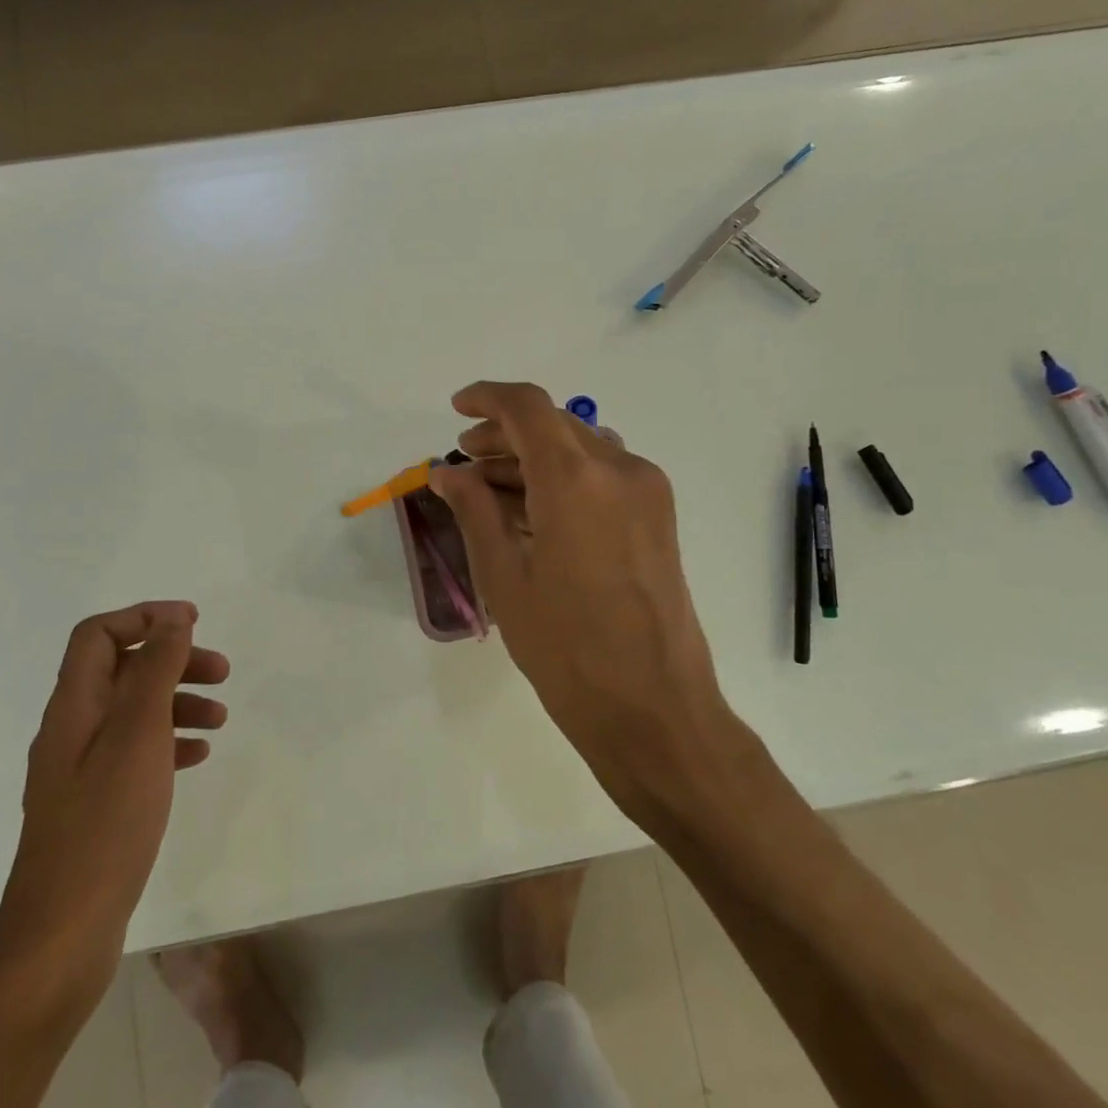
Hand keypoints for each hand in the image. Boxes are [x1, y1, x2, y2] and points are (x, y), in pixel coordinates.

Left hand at [0, 601, 227, 999]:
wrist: (64, 931)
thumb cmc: (106, 822)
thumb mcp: (138, 733)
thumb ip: (156, 669)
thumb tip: (173, 618)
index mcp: (74, 705)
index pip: (98, 634)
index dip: (144, 616)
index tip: (194, 623)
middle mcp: (73, 729)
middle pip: (123, 670)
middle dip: (173, 660)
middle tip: (222, 671)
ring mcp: (82, 769)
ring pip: (134, 711)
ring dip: (178, 701)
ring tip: (221, 717)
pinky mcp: (97, 802)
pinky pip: (137, 751)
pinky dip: (170, 741)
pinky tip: (199, 755)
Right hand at [429, 382, 727, 815]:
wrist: (655, 709)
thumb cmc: (566, 648)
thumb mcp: (504, 577)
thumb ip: (474, 511)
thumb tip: (448, 472)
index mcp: (576, 479)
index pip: (527, 407)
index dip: (487, 398)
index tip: (456, 409)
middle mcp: (619, 469)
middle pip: (555, 424)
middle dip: (505, 435)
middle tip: (465, 462)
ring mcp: (647, 492)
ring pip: (580, 448)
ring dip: (533, 457)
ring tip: (491, 491)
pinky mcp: (659, 517)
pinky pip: (603, 475)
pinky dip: (563, 478)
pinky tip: (533, 512)